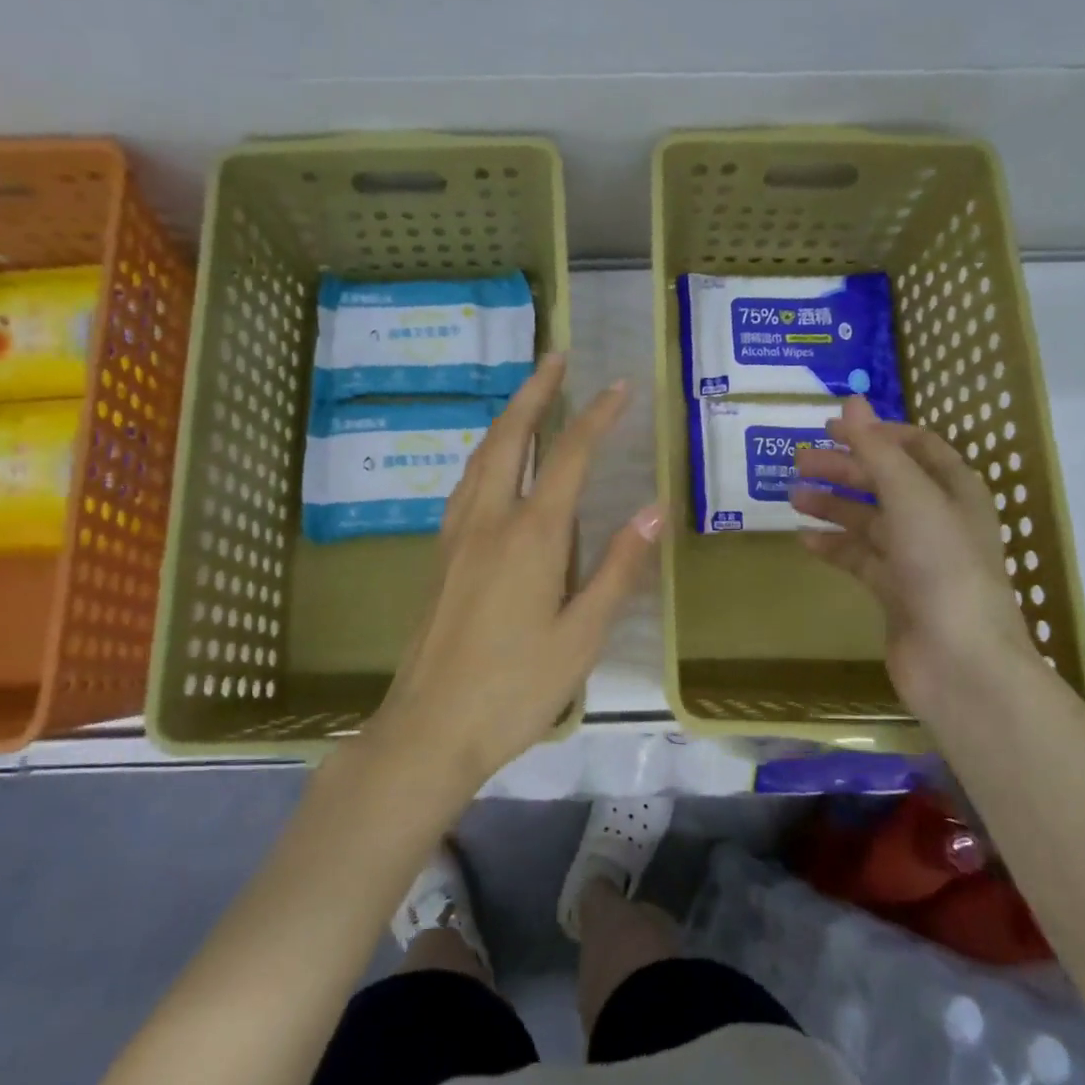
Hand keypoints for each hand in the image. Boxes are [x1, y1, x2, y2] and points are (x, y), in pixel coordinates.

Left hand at [364, 353, 662, 790]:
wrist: (430, 727)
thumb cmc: (516, 688)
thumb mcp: (583, 635)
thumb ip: (618, 567)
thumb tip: (654, 509)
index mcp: (532, 535)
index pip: (569, 456)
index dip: (598, 416)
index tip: (620, 384)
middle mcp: (489, 519)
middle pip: (510, 436)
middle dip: (535, 391)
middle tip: (556, 357)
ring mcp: (457, 535)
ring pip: (480, 456)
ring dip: (506, 418)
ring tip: (528, 397)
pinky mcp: (440, 556)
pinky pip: (465, 484)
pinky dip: (485, 455)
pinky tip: (493, 466)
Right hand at [788, 396, 1037, 708]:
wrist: (959, 660)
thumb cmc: (942, 566)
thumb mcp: (910, 496)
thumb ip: (877, 449)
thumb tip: (851, 400)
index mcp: (954, 491)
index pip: (916, 447)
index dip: (876, 433)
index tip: (832, 428)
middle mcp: (938, 520)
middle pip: (886, 482)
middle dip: (845, 468)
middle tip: (799, 461)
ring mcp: (916, 559)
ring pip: (869, 521)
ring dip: (833, 505)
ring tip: (792, 496)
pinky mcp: (895, 592)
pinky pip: (859, 559)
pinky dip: (833, 546)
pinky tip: (804, 540)